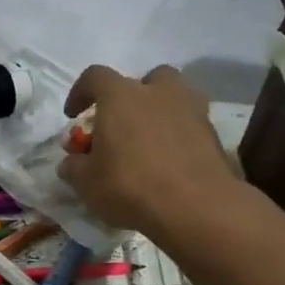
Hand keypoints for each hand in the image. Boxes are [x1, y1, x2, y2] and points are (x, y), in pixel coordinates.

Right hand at [57, 65, 242, 247]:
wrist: (195, 207)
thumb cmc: (129, 186)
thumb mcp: (86, 182)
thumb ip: (74, 166)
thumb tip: (72, 162)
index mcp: (121, 96)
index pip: (95, 77)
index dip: (80, 92)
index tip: (73, 116)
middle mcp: (158, 93)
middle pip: (145, 79)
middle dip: (132, 96)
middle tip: (121, 124)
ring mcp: (191, 110)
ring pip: (174, 97)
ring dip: (159, 112)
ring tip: (147, 142)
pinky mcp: (213, 134)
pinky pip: (189, 124)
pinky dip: (177, 136)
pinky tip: (168, 162)